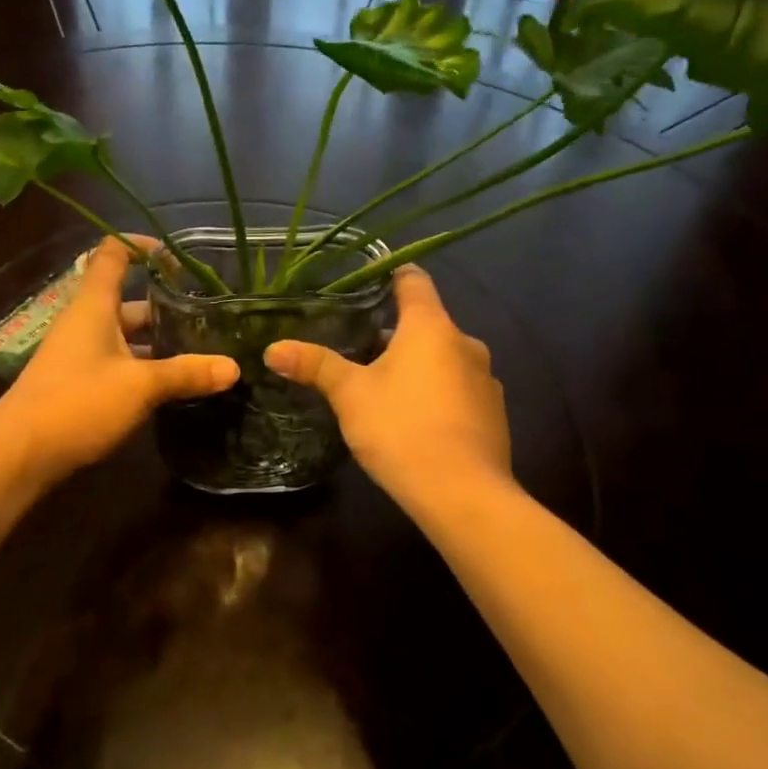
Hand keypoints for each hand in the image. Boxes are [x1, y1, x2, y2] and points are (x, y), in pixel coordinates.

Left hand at [0, 236, 238, 491]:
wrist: (18, 455)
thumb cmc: (77, 403)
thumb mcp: (139, 386)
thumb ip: (186, 373)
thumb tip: (234, 367)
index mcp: (94, 306)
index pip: (113, 254)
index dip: (142, 246)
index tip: (178, 257)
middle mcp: (85, 322)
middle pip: (129, 302)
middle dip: (168, 307)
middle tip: (211, 319)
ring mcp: (80, 354)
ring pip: (126, 337)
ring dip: (160, 344)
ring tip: (204, 353)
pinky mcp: (79, 383)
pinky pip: (119, 364)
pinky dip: (145, 369)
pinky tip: (174, 386)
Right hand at [264, 266, 509, 499]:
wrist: (462, 493)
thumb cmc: (401, 428)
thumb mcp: (350, 395)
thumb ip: (315, 365)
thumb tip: (273, 349)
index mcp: (431, 327)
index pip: (413, 281)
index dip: (390, 275)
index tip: (365, 282)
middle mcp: (465, 343)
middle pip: (426, 323)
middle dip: (393, 333)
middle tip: (357, 350)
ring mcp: (485, 379)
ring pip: (443, 358)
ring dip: (416, 366)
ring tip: (382, 389)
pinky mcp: (494, 413)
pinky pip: (459, 389)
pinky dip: (436, 394)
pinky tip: (414, 421)